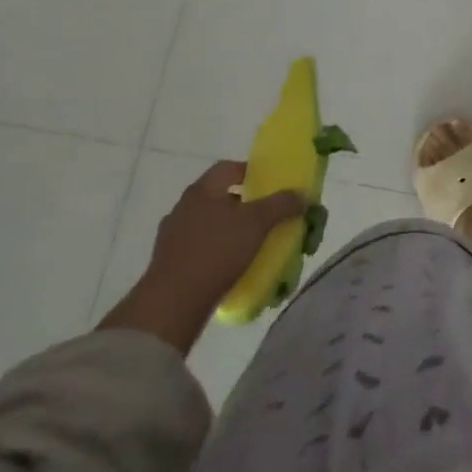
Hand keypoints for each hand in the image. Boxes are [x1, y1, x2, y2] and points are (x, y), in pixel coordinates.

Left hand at [98, 159, 305, 353]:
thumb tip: (302, 194)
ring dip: (229, 230)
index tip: (270, 186)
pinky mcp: (168, 263)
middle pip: (219, 196)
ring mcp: (172, 236)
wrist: (173, 303)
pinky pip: (199, 248)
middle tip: (265, 216)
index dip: (251, 172)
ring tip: (251, 244)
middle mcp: (184, 207)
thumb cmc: (217, 250)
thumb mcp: (257, 223)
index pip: (228, 168)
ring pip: (208, 224)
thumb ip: (281, 204)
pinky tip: (231, 266)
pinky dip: (216, 252)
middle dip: (243, 204)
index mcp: (202, 190)